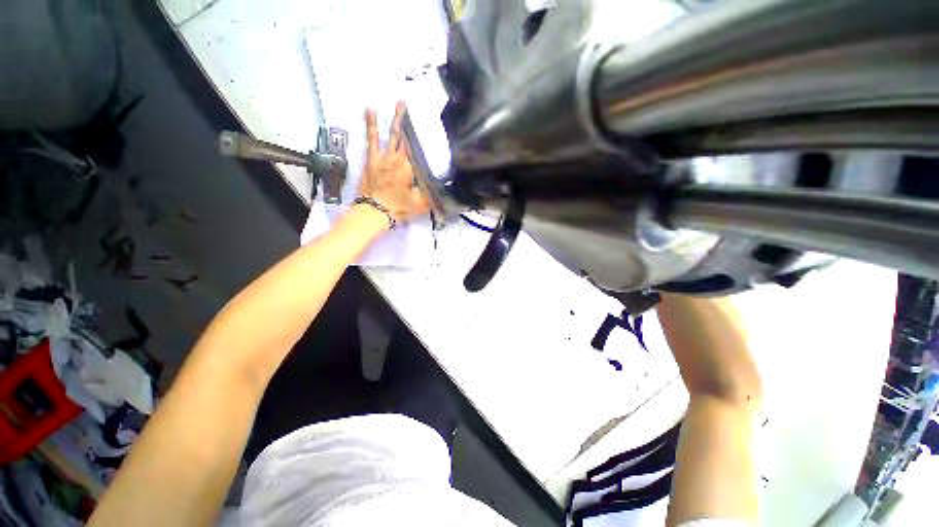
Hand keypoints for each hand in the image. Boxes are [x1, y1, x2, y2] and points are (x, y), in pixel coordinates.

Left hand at [358, 102, 427, 222]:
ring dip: (397, 118)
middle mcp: (399, 158)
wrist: (374, 211)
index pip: (422, 150)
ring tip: (400, 102)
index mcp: (411, 167)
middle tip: (420, 107)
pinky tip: (369, 110)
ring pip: (392, 134)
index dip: (429, 139)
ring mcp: (384, 156)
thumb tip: (451, 190)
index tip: (437, 126)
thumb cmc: (399, 207)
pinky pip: (372, 139)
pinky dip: (371, 124)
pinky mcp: (372, 159)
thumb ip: (435, 195)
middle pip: (409, 138)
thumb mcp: (422, 204)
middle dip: (415, 123)